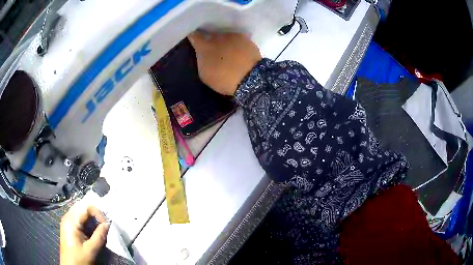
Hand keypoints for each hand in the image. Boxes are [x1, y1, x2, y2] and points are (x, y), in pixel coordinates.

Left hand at [60, 205, 109, 264]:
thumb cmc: (79, 259)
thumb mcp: (91, 250)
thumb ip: (99, 236)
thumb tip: (108, 225)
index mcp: (71, 221)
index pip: (86, 207)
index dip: (98, 213)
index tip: (106, 224)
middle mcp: (67, 217)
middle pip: (82, 207)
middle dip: (94, 214)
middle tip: (103, 225)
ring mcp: (66, 221)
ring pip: (80, 212)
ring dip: (91, 218)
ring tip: (99, 228)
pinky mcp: (68, 227)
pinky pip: (78, 218)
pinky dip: (86, 222)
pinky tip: (91, 231)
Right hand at [188, 31, 261, 95]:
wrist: (250, 78)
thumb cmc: (224, 78)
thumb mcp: (205, 74)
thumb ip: (201, 60)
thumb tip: (202, 53)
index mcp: (204, 45)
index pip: (194, 35)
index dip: (193, 37)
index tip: (193, 39)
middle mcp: (218, 36)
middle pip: (211, 34)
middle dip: (210, 40)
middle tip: (213, 49)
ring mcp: (233, 35)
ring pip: (225, 36)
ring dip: (224, 42)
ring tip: (228, 52)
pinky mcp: (246, 38)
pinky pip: (237, 39)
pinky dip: (236, 44)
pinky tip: (238, 52)